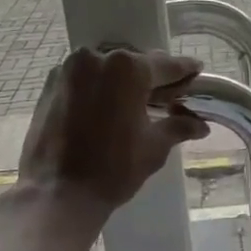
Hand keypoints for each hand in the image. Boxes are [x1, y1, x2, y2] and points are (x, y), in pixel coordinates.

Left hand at [18, 47, 207, 217]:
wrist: (58, 193)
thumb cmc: (114, 168)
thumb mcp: (154, 147)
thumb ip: (178, 127)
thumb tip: (200, 125)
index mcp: (127, 68)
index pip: (165, 65)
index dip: (184, 70)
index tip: (196, 69)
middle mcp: (96, 58)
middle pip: (134, 64)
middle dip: (153, 78)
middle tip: (170, 94)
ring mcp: (69, 70)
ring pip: (107, 70)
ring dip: (123, 83)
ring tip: (138, 104)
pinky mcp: (50, 86)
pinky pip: (84, 80)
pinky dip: (99, 90)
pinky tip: (108, 109)